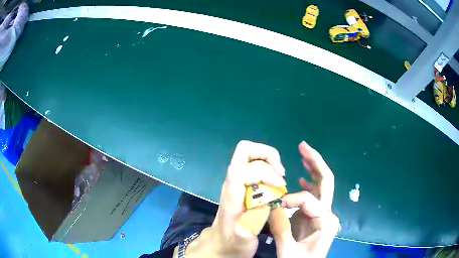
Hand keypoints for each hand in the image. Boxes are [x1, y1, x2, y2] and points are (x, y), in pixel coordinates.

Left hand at [182, 140, 285, 257]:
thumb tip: (266, 202)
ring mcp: (236, 181)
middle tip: (280, 174)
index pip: (243, 169)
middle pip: (244, 150)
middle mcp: (232, 181)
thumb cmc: (233, 242)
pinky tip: (275, 184)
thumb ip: (251, 224)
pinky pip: (255, 164)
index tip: (281, 186)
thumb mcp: (242, 240)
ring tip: (280, 179)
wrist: (221, 244)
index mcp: (231, 193)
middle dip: (267, 155)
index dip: (265, 171)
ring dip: (269, 160)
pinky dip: (269, 166)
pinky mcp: (242, 184)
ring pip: (250, 154)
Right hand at [268, 141, 338, 257]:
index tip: (275, 207)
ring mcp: (323, 214)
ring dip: (313, 169)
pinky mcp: (315, 216)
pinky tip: (302, 176)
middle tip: (303, 146)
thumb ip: (281, 229)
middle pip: (326, 182)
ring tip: (303, 154)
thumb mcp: (288, 251)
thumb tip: (272, 206)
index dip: (290, 199)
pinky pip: (315, 195)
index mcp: (326, 221)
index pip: (309, 200)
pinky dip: (309, 183)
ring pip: (322, 186)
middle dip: (315, 162)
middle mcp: (328, 214)